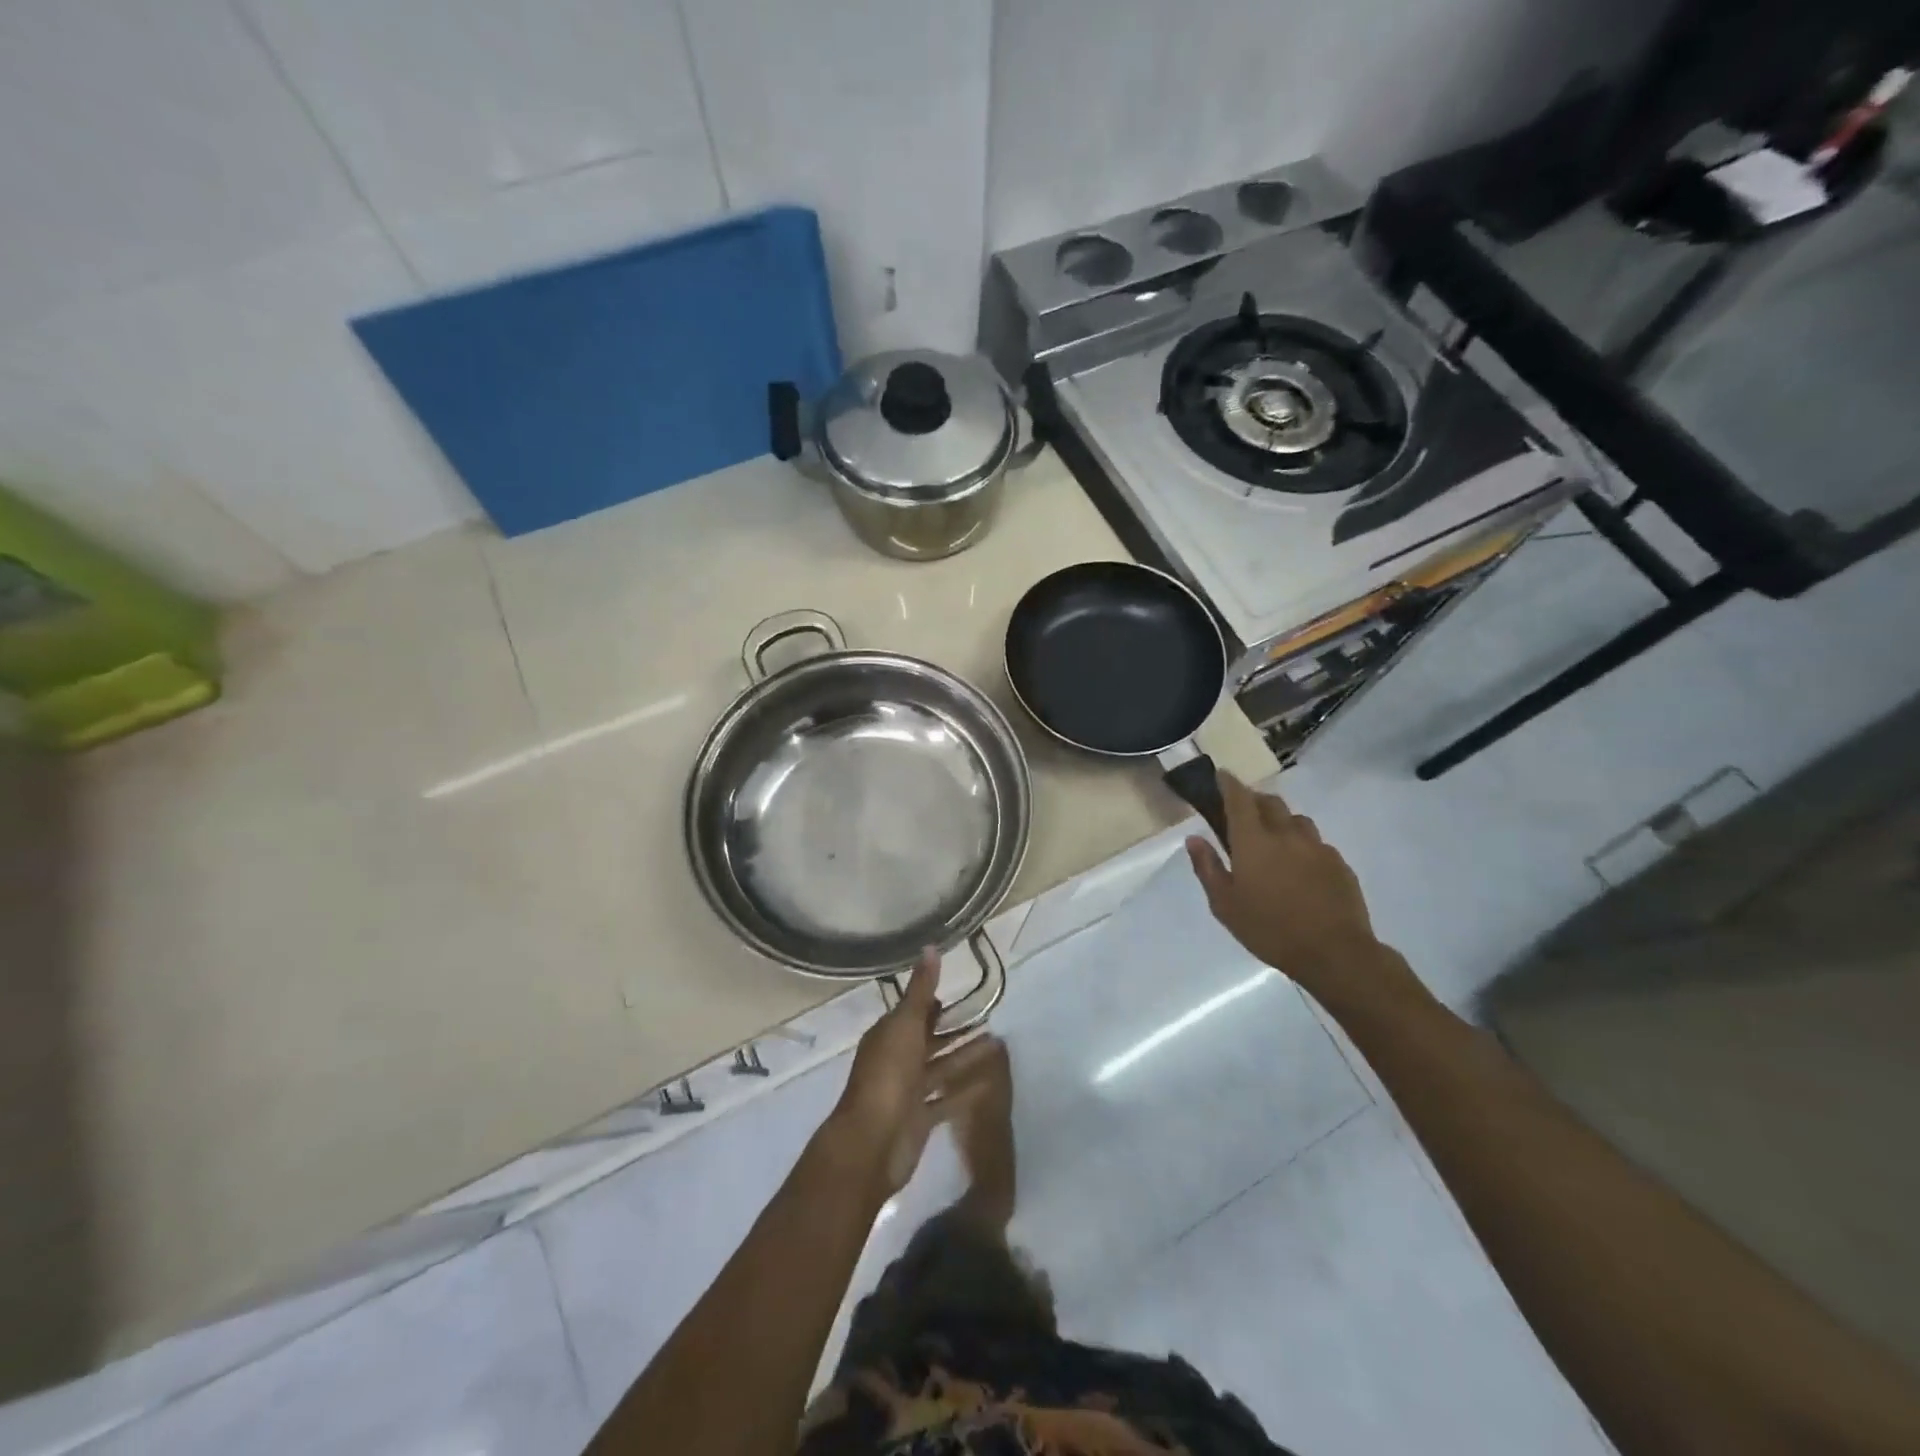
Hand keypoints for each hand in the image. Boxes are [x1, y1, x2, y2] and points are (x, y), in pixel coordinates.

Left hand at [823, 949, 1004, 1197]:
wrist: (872, 1143)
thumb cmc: (888, 1076)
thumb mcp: (906, 1025)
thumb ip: (921, 989)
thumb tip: (930, 947)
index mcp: (888, 1035)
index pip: (914, 1013)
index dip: (935, 1003)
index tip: (963, 993)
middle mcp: (897, 1060)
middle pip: (930, 1040)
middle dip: (956, 1029)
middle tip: (990, 1017)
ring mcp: (908, 1091)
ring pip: (942, 1068)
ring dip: (966, 1056)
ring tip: (998, 1045)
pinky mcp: (921, 1118)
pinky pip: (948, 1099)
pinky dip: (966, 1089)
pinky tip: (991, 1081)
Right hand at [1185, 773, 1391, 997]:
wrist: (1335, 953)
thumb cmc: (1269, 929)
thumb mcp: (1225, 905)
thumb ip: (1207, 867)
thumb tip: (1194, 838)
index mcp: (1254, 841)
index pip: (1239, 798)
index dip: (1229, 783)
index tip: (1221, 775)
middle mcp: (1286, 834)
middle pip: (1270, 802)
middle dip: (1254, 800)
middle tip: (1243, 814)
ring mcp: (1317, 847)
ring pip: (1296, 819)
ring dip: (1281, 821)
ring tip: (1273, 840)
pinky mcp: (1339, 863)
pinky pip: (1316, 843)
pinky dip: (1302, 844)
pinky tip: (1299, 867)